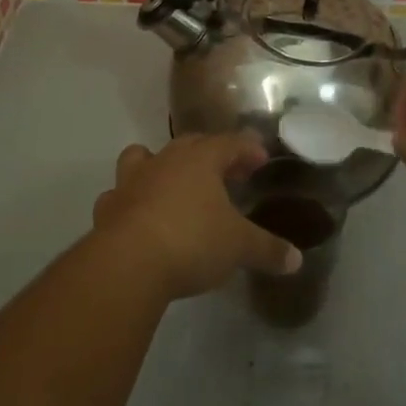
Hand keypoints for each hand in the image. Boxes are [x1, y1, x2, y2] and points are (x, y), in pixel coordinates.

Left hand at [91, 135, 303, 299]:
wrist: (127, 263)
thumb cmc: (191, 241)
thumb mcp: (238, 247)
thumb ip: (267, 249)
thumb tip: (296, 259)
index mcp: (201, 158)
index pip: (231, 142)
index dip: (248, 149)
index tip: (261, 159)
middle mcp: (166, 159)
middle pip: (191, 144)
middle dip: (211, 154)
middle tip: (228, 173)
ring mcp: (132, 180)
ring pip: (144, 157)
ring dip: (159, 166)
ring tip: (172, 185)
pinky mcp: (109, 207)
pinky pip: (120, 195)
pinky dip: (130, 201)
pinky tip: (139, 216)